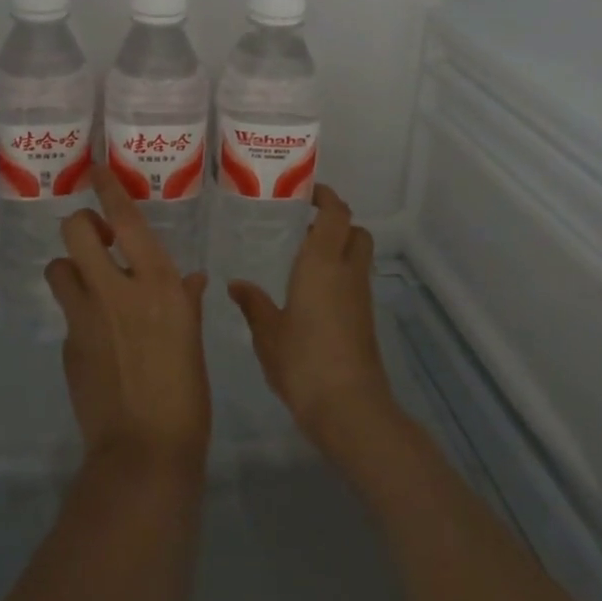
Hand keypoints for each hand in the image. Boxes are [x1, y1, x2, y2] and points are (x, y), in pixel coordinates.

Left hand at [47, 166, 210, 471]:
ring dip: (71, 268)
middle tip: (99, 239)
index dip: (108, 188)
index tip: (96, 167)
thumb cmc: (186, 393)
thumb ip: (185, 302)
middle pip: (77, 231)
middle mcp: (116, 289)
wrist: (145, 451)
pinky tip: (98, 336)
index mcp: (156, 284)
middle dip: (82, 225)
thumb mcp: (193, 339)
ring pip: (59, 267)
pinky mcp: (68, 344)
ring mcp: (85, 316)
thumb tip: (189, 280)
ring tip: (90, 283)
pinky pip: (67, 312)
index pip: (126, 219)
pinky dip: (79, 312)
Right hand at [228, 185, 397, 457]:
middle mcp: (347, 273)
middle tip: (305, 224)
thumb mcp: (267, 333)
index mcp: (322, 263)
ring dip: (339, 248)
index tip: (308, 192)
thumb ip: (253, 304)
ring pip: (358, 256)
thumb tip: (236, 285)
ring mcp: (360, 298)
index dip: (327, 198)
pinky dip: (340, 273)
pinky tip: (312, 291)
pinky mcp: (365, 320)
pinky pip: (355, 281)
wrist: (349, 408)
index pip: (336, 215)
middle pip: (355, 231)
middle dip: (337, 221)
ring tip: (304, 256)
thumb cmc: (303, 361)